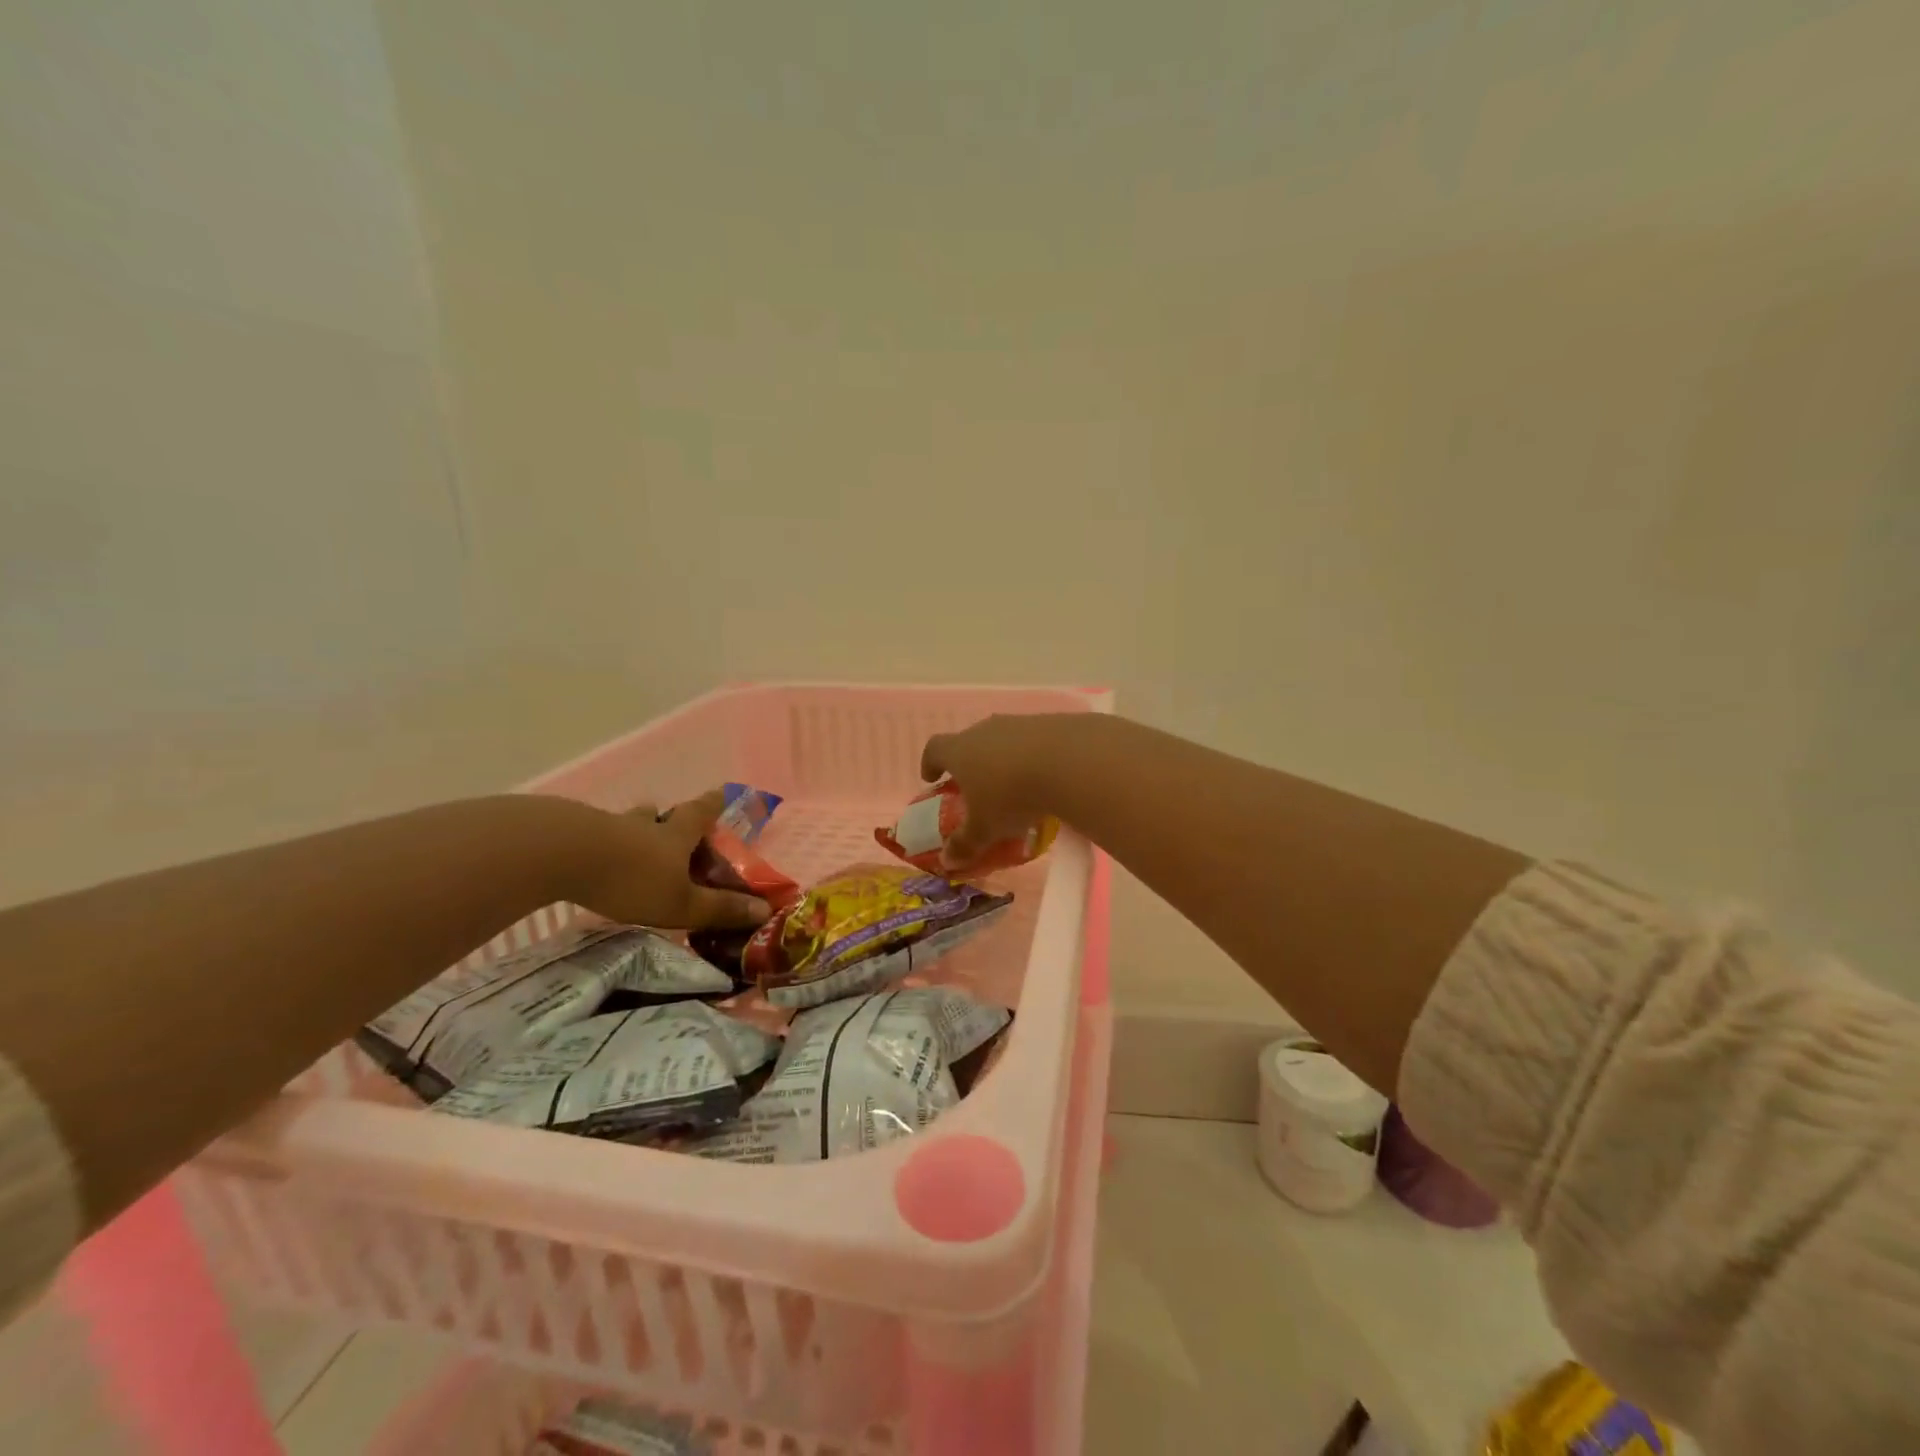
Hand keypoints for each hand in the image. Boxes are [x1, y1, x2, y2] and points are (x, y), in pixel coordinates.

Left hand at [574, 787, 772, 929]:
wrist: (560, 855)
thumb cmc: (632, 878)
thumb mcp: (681, 902)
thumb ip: (719, 908)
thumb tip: (765, 911)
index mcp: (676, 835)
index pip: (702, 813)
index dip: (715, 804)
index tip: (723, 793)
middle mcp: (645, 825)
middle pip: (662, 814)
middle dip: (670, 818)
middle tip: (671, 825)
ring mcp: (606, 827)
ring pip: (627, 823)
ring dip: (634, 830)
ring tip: (630, 844)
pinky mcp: (572, 836)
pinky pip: (594, 837)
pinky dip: (600, 845)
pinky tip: (592, 861)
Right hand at [920, 714, 1074, 866]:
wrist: (1069, 761)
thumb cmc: (1011, 795)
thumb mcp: (985, 828)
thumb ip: (965, 844)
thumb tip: (947, 861)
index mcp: (960, 750)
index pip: (935, 748)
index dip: (930, 762)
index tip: (931, 777)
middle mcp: (984, 730)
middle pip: (969, 741)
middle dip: (970, 763)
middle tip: (976, 787)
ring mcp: (1018, 723)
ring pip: (1002, 740)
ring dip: (1003, 759)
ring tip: (1014, 786)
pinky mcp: (1050, 723)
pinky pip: (1033, 741)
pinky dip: (1033, 757)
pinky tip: (1045, 778)